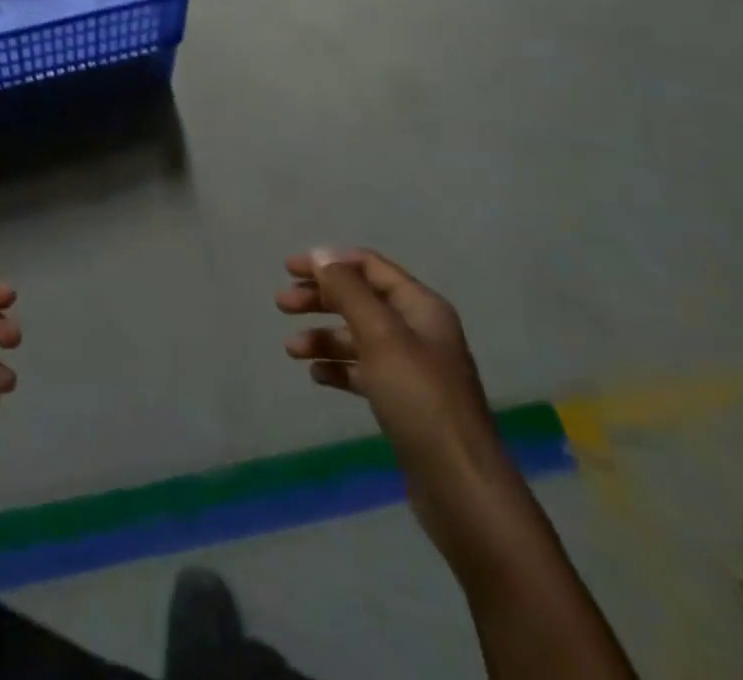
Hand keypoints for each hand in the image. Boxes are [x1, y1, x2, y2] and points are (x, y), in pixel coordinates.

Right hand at [277, 248, 502, 484]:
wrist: (460, 487)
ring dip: (324, 336)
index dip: (329, 262)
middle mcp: (418, 330)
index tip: (290, 269)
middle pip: (361, 300)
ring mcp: (412, 368)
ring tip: (291, 348)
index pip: (370, 266)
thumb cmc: (419, 399)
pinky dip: (338, 368)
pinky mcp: (404, 402)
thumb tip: (320, 255)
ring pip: (358, 337)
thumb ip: (348, 291)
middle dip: (321, 298)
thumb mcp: (380, 335)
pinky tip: (316, 376)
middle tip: (282, 304)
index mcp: (420, 306)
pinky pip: (363, 371)